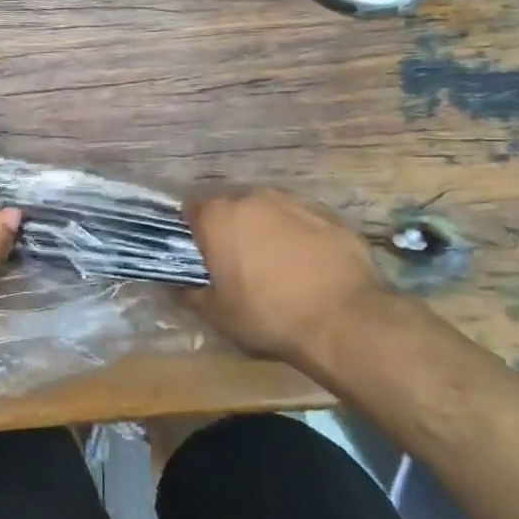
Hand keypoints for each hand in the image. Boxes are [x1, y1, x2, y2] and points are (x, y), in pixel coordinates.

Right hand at [184, 188, 397, 370]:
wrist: (345, 320)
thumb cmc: (269, 316)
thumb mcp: (218, 315)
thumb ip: (189, 294)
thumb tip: (172, 286)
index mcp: (219, 217)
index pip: (191, 207)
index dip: (193, 229)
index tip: (200, 253)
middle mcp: (253, 198)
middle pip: (232, 205)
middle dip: (230, 227)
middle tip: (236, 261)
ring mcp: (295, 202)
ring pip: (269, 209)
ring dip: (265, 228)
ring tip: (275, 263)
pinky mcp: (330, 214)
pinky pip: (303, 220)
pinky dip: (299, 235)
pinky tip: (309, 265)